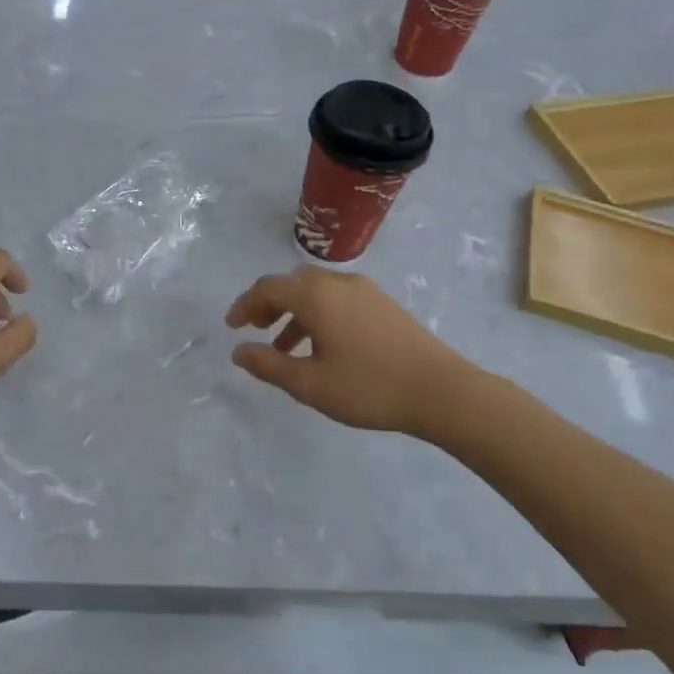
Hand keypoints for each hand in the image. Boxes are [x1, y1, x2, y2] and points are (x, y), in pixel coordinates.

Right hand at [225, 266, 469, 436]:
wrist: (441, 391)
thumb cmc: (368, 387)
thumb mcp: (309, 384)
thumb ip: (268, 365)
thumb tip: (238, 351)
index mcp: (316, 296)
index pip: (268, 288)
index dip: (245, 305)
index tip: (232, 327)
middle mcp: (338, 283)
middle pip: (292, 282)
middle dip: (269, 303)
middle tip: (256, 330)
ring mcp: (364, 291)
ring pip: (316, 290)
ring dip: (294, 312)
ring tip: (285, 348)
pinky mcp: (383, 304)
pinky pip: (337, 299)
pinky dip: (317, 314)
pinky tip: (322, 347)